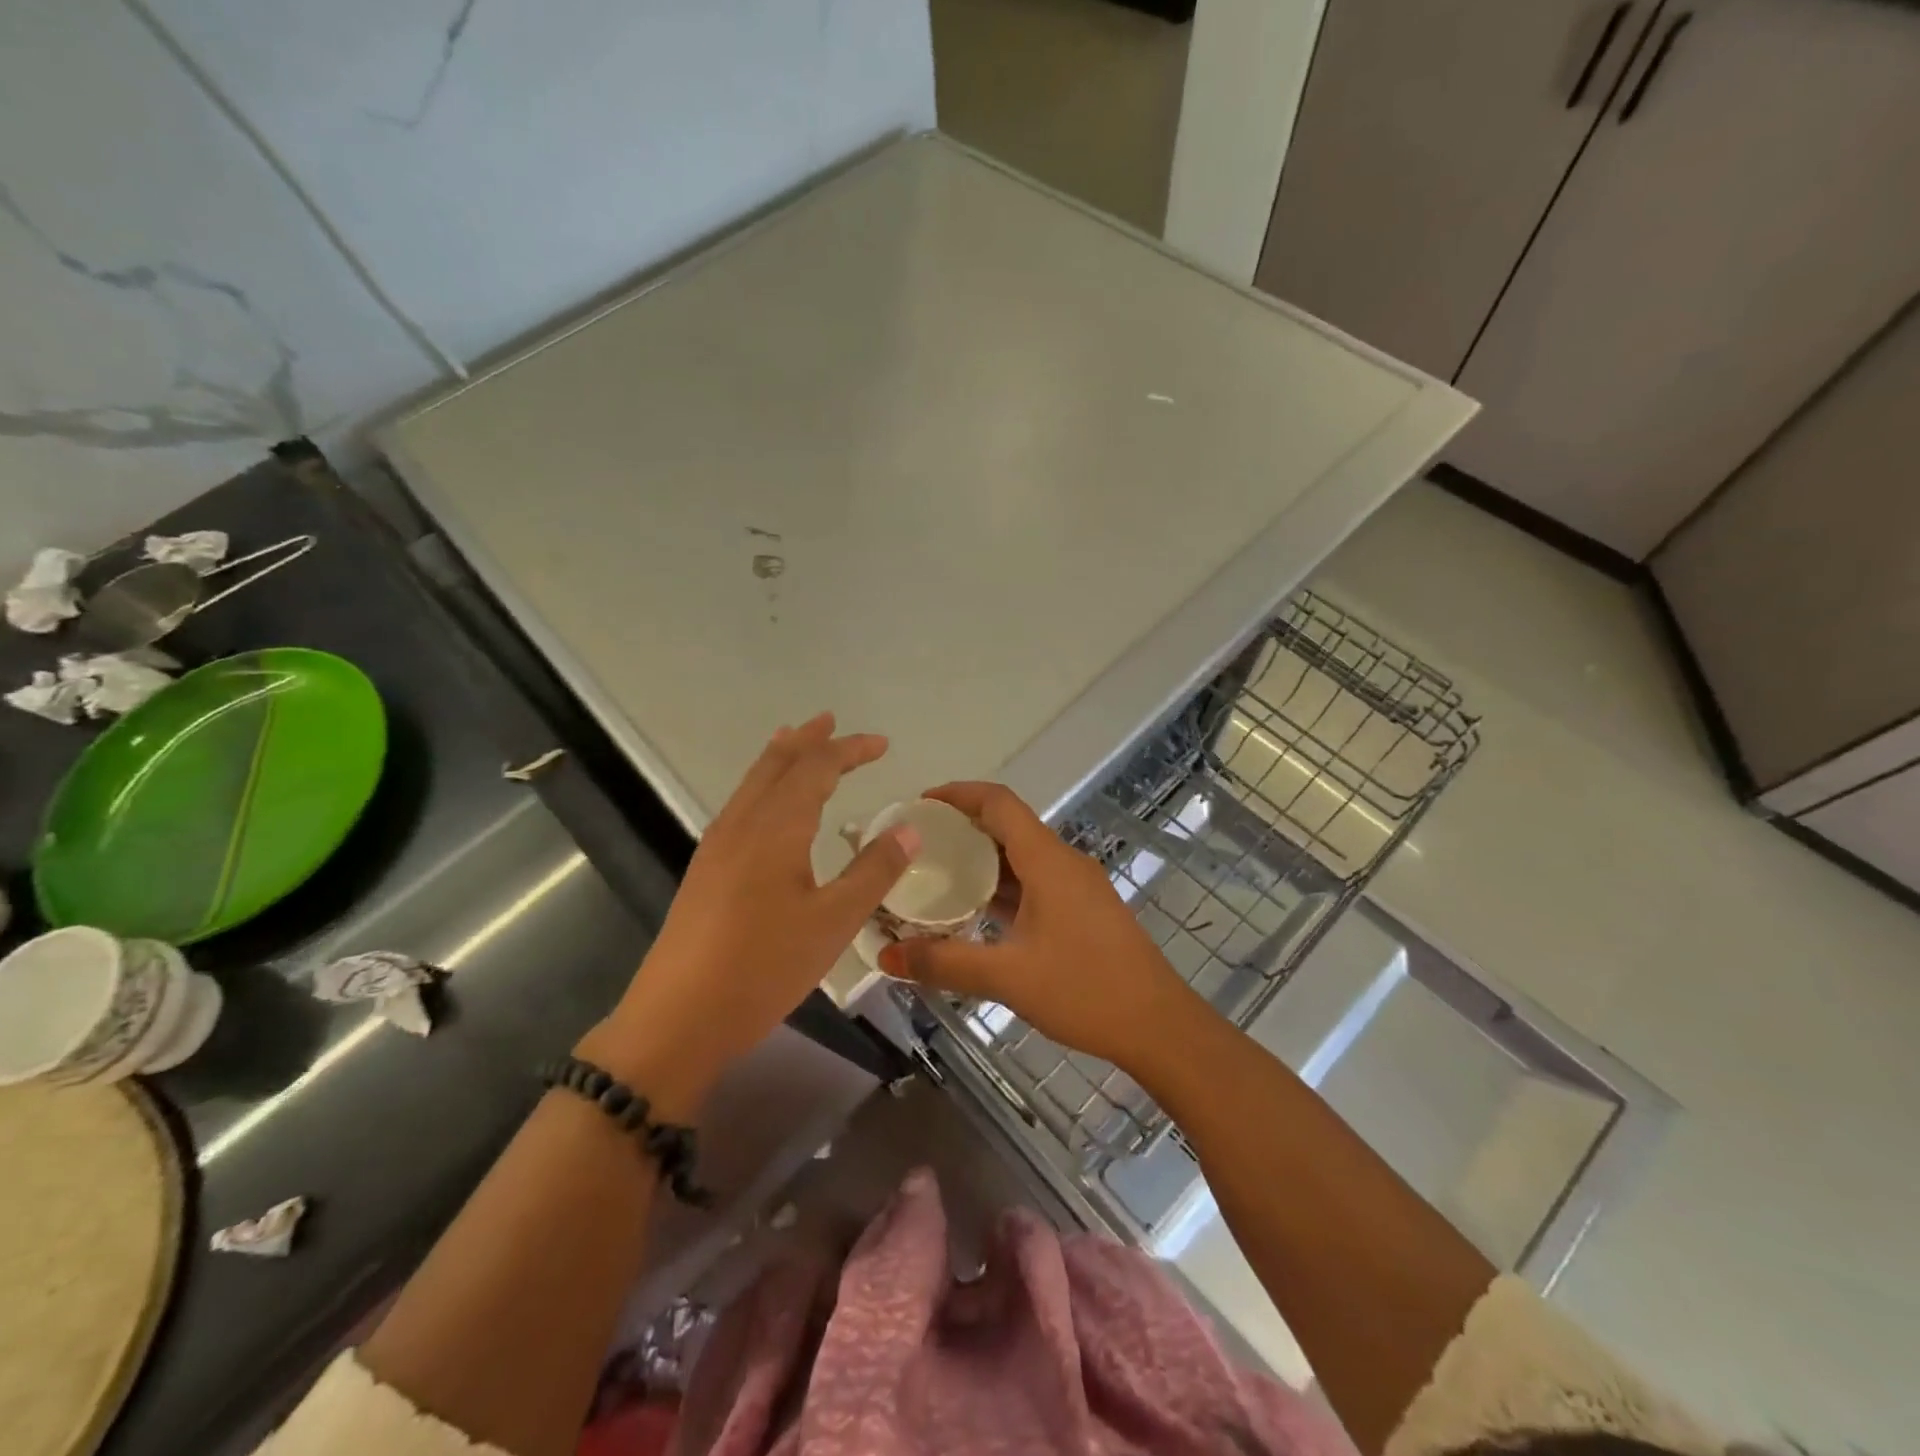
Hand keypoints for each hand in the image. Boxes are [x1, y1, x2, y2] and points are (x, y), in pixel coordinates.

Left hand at [581, 714, 918, 1115]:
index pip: (817, 768)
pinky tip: (766, 805)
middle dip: (808, 740)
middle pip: (777, 764)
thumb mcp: (833, 922)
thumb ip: (874, 872)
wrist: (677, 1018)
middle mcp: (742, 824)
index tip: (883, 744)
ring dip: (780, 758)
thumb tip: (910, 829)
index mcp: (776, 828)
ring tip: (796, 741)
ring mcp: (717, 847)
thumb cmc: (763, 967)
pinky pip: (740, 805)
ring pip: (753, 783)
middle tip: (831, 720)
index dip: (850, 750)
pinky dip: (762, 785)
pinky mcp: (705, 871)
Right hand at [879, 782, 1191, 1067]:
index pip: (998, 803)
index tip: (920, 805)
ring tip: (936, 875)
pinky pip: (1034, 881)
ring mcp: (1077, 886)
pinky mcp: (1083, 909)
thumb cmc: (1085, 990)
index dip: (958, 794)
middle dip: (962, 828)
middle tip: (918, 845)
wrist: (1158, 1025)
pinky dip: (1002, 886)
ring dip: (981, 860)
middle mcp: (1063, 862)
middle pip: (1008, 826)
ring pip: (1021, 856)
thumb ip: (945, 963)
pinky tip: (976, 912)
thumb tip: (886, 957)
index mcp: (1047, 861)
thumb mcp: (1008, 977)